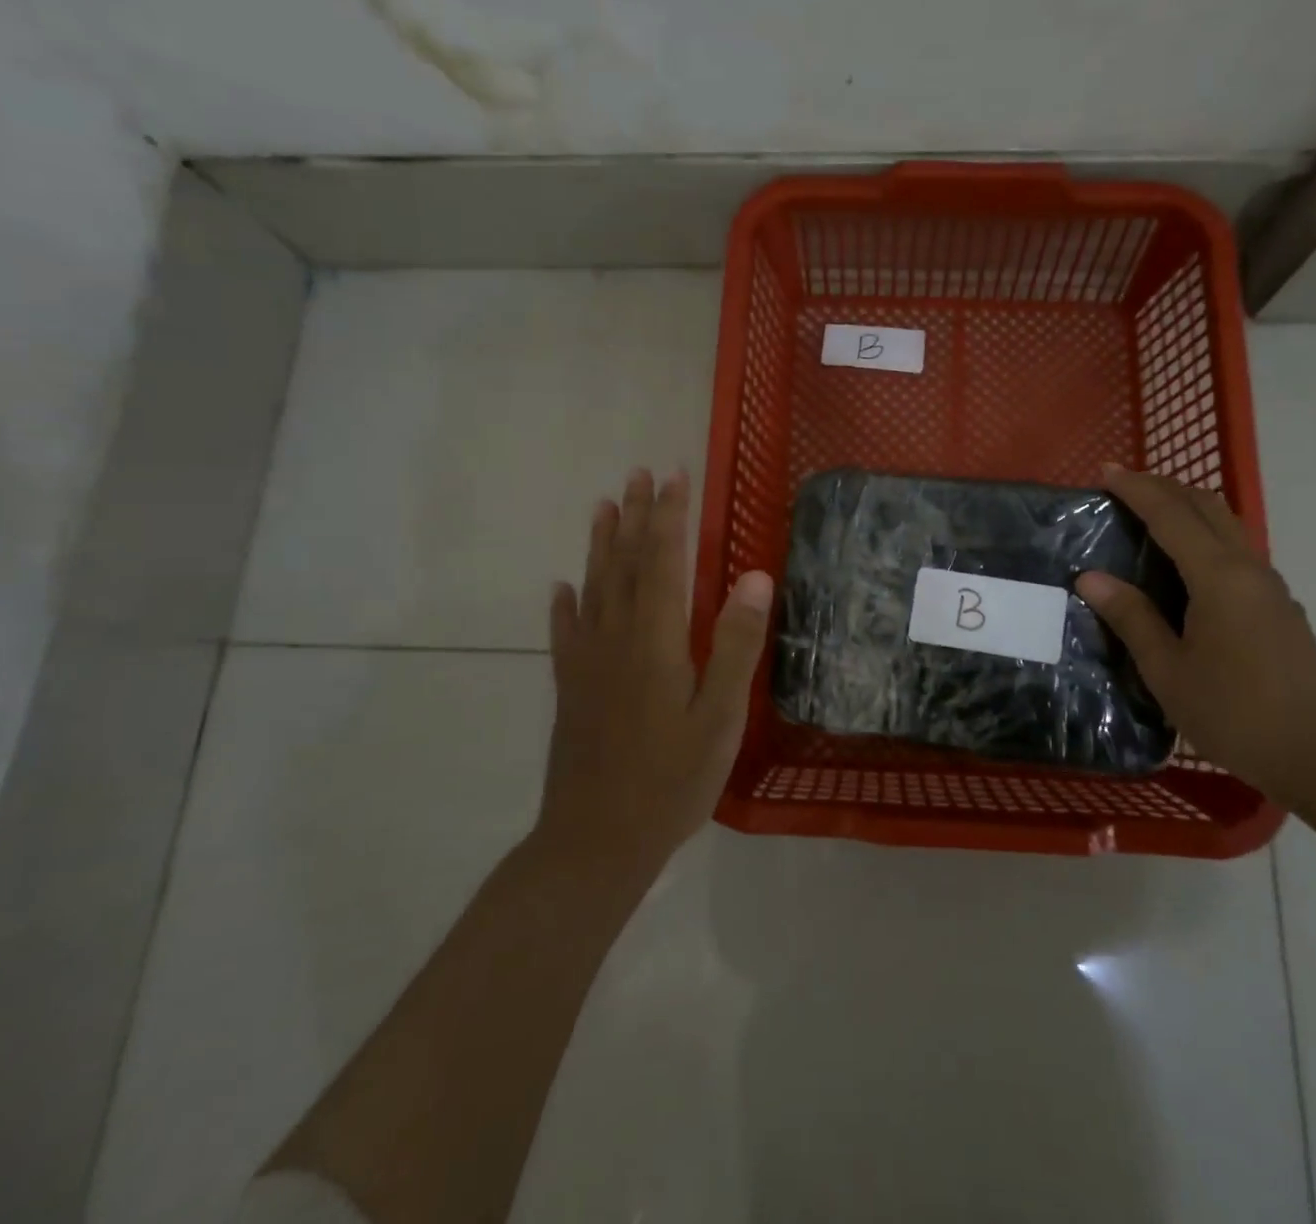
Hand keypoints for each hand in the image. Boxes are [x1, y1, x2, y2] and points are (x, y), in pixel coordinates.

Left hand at [538, 468, 773, 877]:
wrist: (595, 842)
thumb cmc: (671, 781)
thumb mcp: (720, 717)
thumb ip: (736, 644)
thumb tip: (754, 576)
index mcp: (656, 640)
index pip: (663, 561)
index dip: (669, 516)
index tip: (674, 476)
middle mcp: (616, 639)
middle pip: (626, 564)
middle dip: (636, 516)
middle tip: (638, 474)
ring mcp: (587, 663)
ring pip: (593, 588)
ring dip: (601, 545)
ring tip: (603, 508)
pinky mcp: (571, 689)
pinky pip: (566, 632)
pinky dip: (565, 604)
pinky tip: (561, 588)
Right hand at [1076, 466, 1315, 800]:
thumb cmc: (1235, 714)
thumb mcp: (1168, 671)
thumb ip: (1131, 618)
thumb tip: (1091, 577)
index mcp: (1218, 577)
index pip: (1170, 514)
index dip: (1136, 489)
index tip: (1105, 471)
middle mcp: (1249, 570)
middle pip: (1207, 507)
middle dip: (1165, 487)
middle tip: (1124, 487)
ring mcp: (1271, 589)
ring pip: (1227, 527)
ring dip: (1187, 510)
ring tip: (1150, 519)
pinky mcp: (1281, 609)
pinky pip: (1236, 554)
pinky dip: (1204, 538)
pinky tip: (1186, 568)